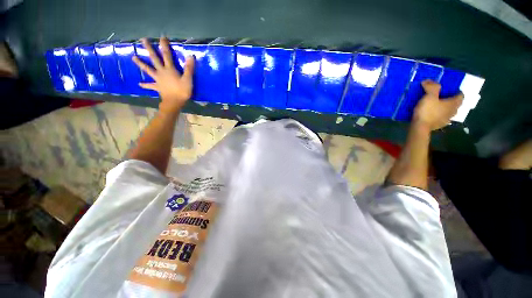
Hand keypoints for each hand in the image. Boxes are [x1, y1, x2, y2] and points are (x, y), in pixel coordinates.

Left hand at [132, 37, 194, 112]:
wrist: (174, 102)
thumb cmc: (182, 91)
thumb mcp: (188, 79)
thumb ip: (189, 68)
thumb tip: (190, 56)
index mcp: (169, 69)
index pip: (167, 55)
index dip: (165, 46)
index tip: (162, 37)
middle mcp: (161, 72)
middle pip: (154, 58)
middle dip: (149, 49)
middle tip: (143, 40)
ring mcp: (158, 79)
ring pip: (148, 70)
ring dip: (141, 63)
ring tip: (133, 58)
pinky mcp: (157, 87)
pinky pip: (150, 85)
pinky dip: (145, 85)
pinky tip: (140, 84)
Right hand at [413, 80, 463, 130]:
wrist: (420, 127)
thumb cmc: (427, 111)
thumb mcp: (429, 96)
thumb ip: (431, 87)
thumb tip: (428, 81)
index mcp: (454, 103)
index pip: (461, 95)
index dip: (456, 91)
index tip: (450, 89)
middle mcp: (453, 111)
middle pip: (455, 104)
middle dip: (450, 100)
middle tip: (442, 96)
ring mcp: (446, 120)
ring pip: (448, 111)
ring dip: (444, 108)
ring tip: (436, 105)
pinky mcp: (438, 125)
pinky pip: (440, 118)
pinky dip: (438, 115)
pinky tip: (431, 114)